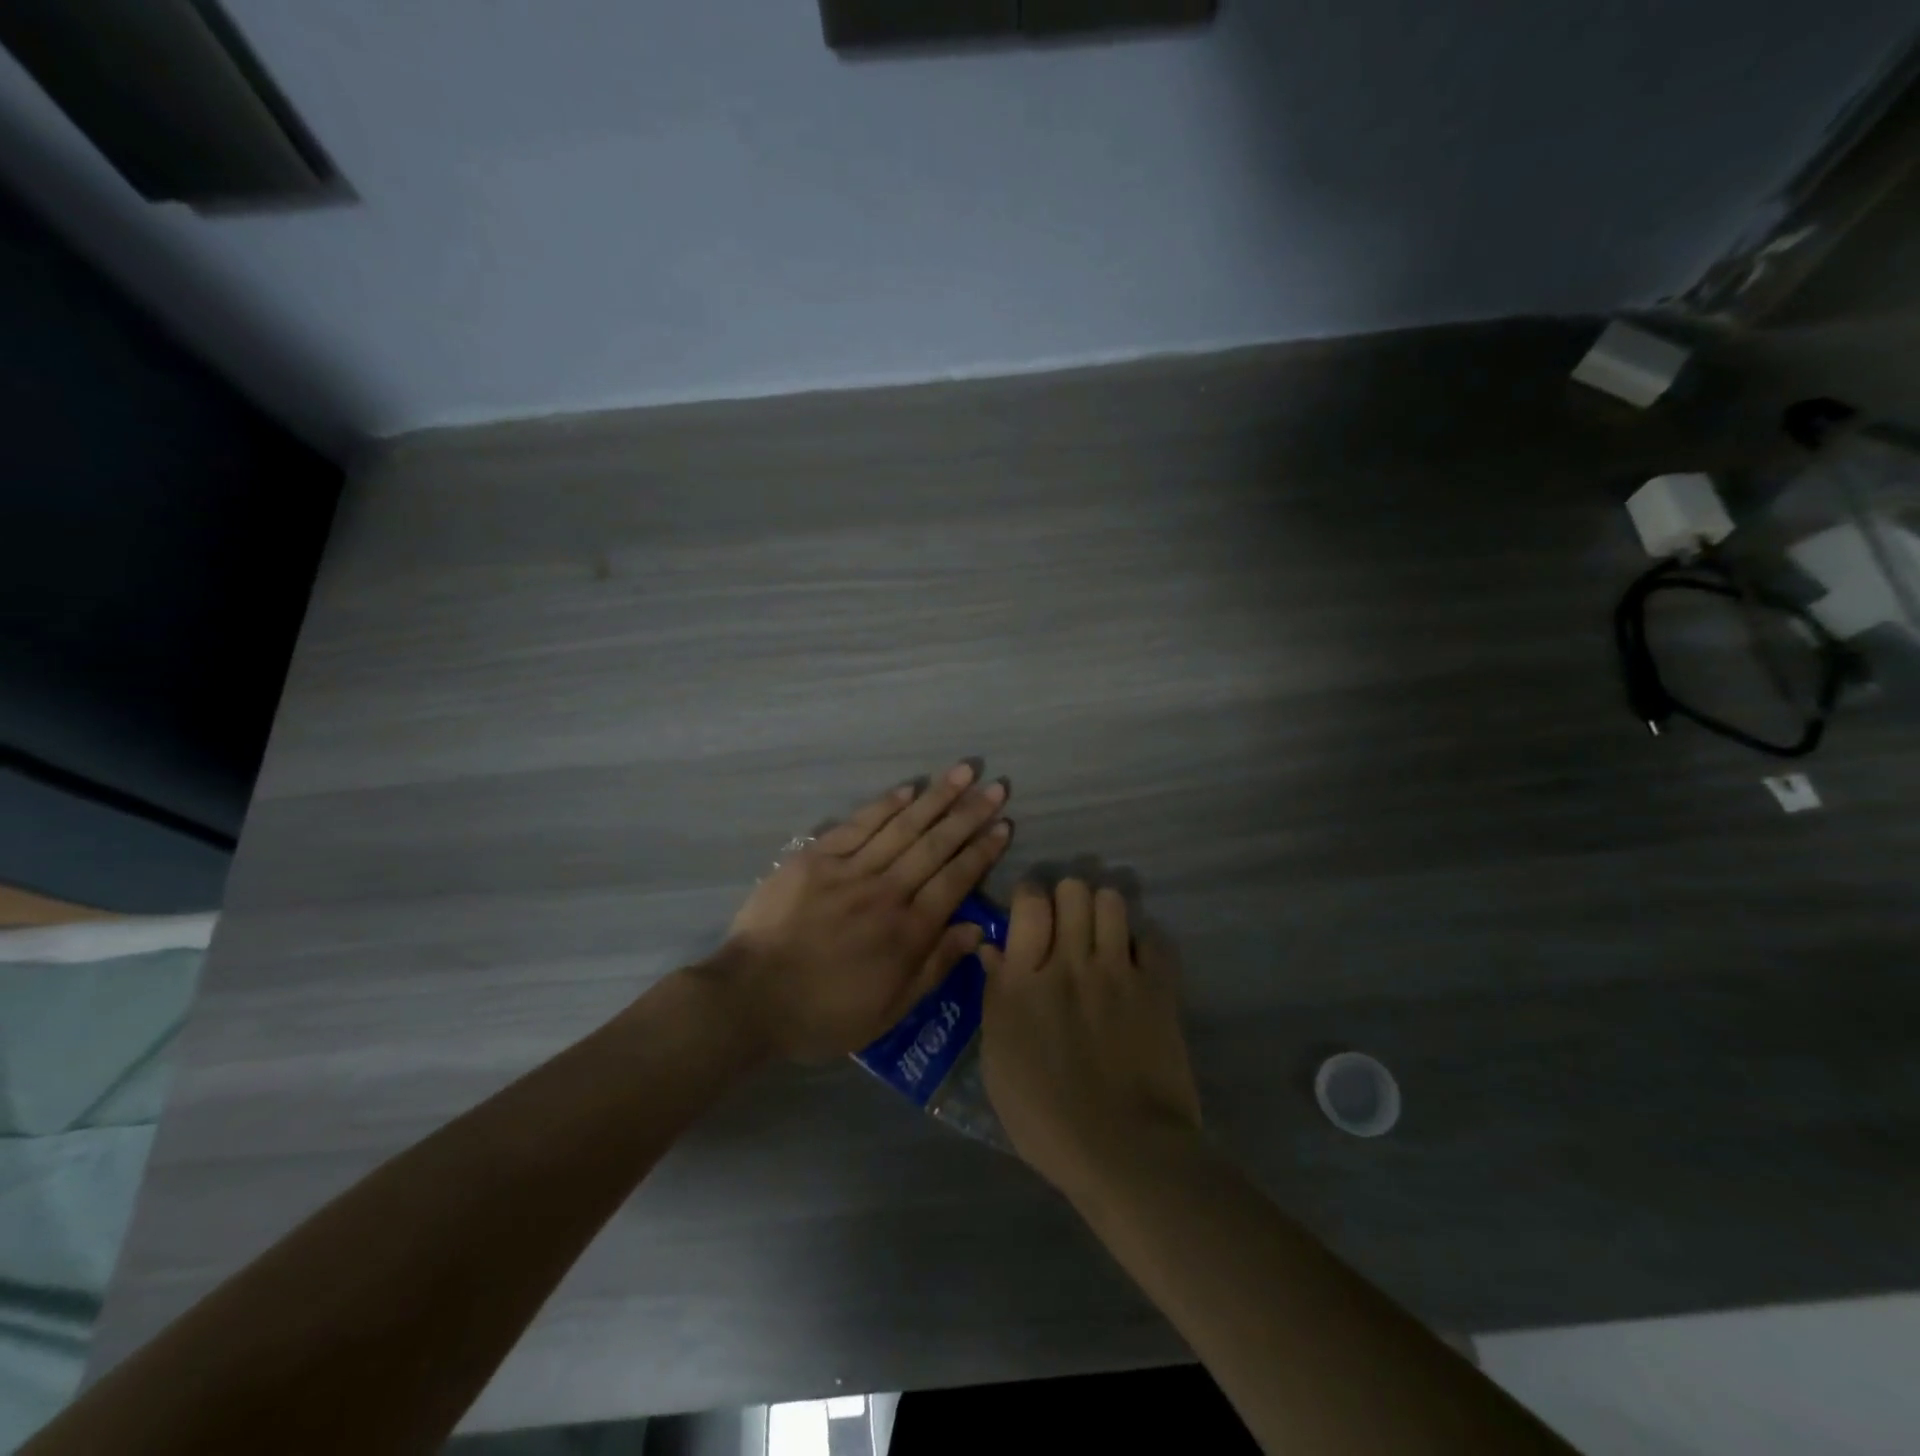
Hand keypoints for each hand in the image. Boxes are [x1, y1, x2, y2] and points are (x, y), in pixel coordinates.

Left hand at [709, 763, 1013, 1060]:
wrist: (750, 998)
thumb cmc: (824, 1013)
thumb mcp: (889, 1010)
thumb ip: (935, 966)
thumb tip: (977, 930)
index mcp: (908, 931)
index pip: (956, 880)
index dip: (982, 851)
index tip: (1004, 825)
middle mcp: (886, 892)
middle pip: (936, 845)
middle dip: (969, 814)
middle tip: (996, 787)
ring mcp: (850, 870)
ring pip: (903, 826)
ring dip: (936, 797)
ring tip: (964, 772)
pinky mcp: (816, 857)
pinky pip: (858, 824)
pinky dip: (885, 805)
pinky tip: (908, 788)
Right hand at [980, 879, 1201, 1196]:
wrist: (1124, 1151)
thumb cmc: (1045, 1118)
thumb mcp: (998, 1063)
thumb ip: (995, 997)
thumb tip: (992, 950)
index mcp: (1025, 980)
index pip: (1029, 901)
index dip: (1030, 895)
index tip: (1031, 912)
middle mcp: (1070, 963)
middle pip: (1073, 890)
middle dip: (1067, 899)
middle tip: (1066, 927)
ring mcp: (1118, 972)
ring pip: (1112, 901)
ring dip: (1103, 912)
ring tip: (1101, 938)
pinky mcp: (1157, 988)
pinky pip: (1153, 938)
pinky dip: (1142, 944)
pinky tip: (1134, 965)